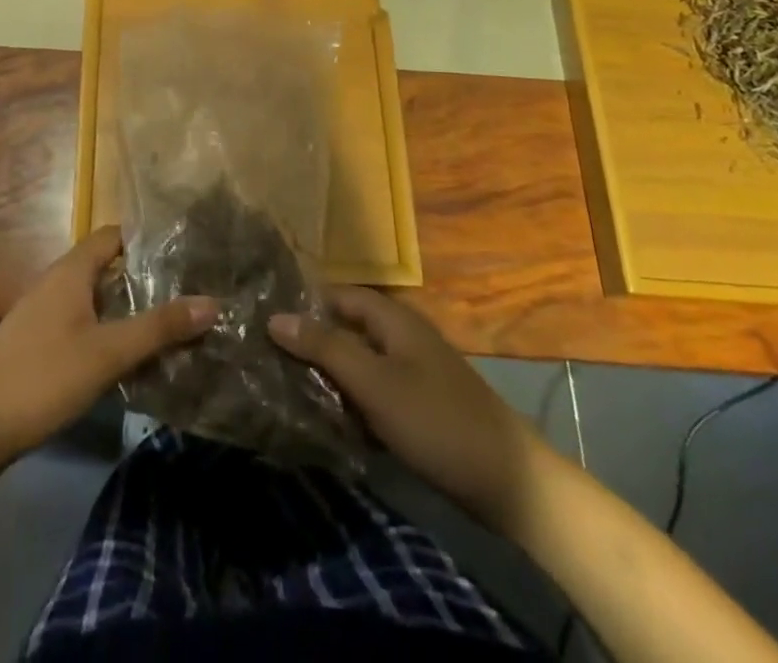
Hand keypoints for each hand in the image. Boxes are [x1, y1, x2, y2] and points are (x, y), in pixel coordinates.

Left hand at [0, 227, 215, 461]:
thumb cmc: (43, 377)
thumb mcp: (108, 352)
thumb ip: (159, 327)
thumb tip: (212, 302)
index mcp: (71, 271)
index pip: (114, 235)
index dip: (147, 240)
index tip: (184, 253)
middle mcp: (56, 282)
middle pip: (106, 266)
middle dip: (144, 277)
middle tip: (187, 292)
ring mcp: (43, 313)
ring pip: (94, 297)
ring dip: (126, 307)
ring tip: (168, 324)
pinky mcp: (37, 342)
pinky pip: (81, 321)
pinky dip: (107, 328)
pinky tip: (127, 355)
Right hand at [269, 287, 548, 534]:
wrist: (511, 484)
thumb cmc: (437, 421)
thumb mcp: (374, 383)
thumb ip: (325, 347)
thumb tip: (275, 317)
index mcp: (394, 319)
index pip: (339, 294)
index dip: (305, 301)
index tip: (265, 316)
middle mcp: (403, 336)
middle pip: (348, 327)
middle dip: (312, 340)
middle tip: (269, 355)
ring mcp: (414, 372)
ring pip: (360, 361)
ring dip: (330, 373)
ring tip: (288, 386)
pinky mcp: (421, 406)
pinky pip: (375, 390)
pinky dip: (352, 399)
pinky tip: (330, 419)